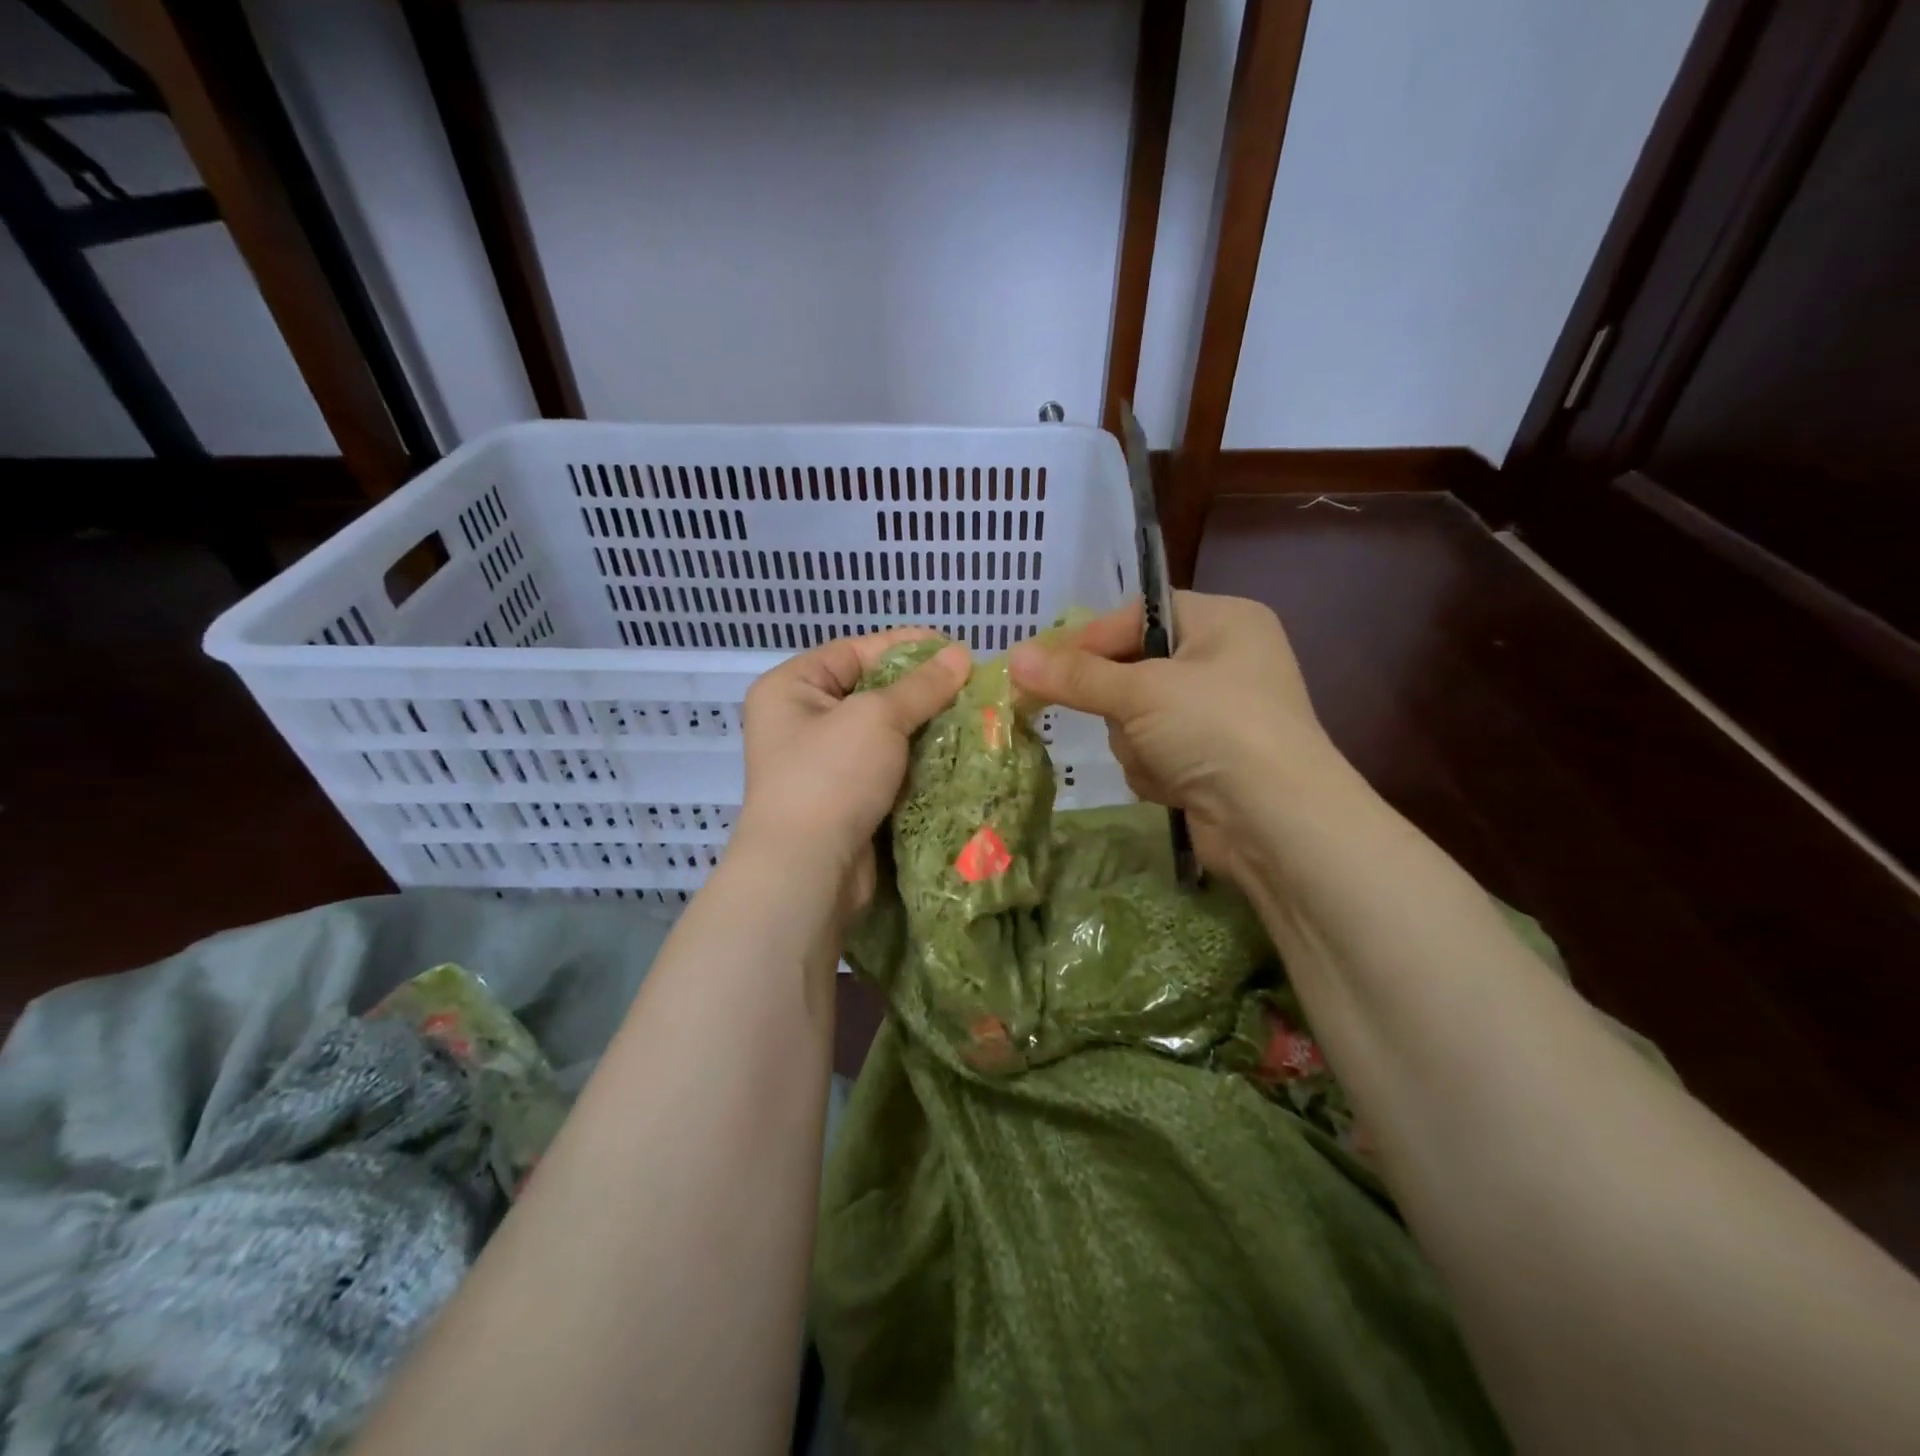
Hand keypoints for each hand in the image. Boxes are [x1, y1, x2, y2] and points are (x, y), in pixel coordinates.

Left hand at [733, 628, 970, 909]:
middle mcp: (801, 721)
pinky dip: (917, 762)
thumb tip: (961, 655)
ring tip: (974, 718)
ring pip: (883, 733)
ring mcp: (822, 764)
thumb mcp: (877, 718)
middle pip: (871, 691)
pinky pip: (887, 767)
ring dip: (924, 728)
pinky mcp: (845, 799)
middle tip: (971, 687)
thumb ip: (921, 686)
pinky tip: (955, 755)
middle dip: (921, 690)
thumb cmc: (832, 777)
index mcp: (792, 687)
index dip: (906, 647)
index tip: (956, 650)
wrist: (808, 872)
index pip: (855, 651)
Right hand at [1009, 592, 1340, 882]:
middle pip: (1132, 669)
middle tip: (1117, 718)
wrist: (1277, 823)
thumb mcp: (1141, 691)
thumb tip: (1014, 657)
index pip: (1137, 615)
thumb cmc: (1215, 729)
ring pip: (1135, 717)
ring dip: (1135, 742)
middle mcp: (1224, 661)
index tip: (1043, 666)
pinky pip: (1152, 751)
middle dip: (1119, 704)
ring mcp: (1217, 715)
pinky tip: (1174, 785)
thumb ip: (1076, 675)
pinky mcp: (1208, 760)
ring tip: (1162, 759)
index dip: (1090, 639)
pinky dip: (1153, 769)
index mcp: (1223, 621)